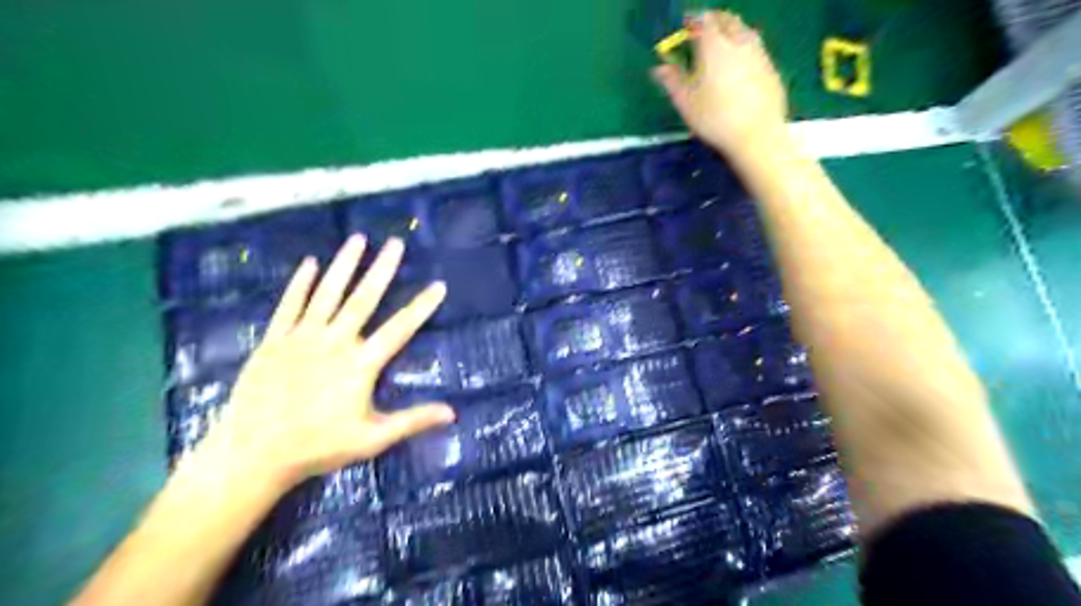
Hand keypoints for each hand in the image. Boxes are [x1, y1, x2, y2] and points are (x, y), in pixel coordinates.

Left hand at [192, 234, 453, 490]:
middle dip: (382, 270)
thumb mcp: (373, 439)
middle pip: (363, 300)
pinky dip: (300, 283)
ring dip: (344, 265)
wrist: (254, 453)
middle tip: (396, 243)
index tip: (438, 285)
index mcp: (361, 364)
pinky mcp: (275, 340)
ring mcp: (302, 338)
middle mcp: (335, 342)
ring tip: (358, 239)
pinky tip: (310, 263)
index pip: (399, 329)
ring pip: (327, 294)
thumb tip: (453, 413)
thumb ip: (413, 421)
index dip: (421, 306)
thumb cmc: (318, 447)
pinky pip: (290, 305)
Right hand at [650, 9, 787, 153]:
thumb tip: (659, 68)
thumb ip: (672, 81)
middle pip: (728, 20)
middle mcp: (739, 42)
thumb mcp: (685, 103)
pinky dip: (744, 50)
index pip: (703, 19)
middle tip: (703, 32)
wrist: (756, 135)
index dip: (693, 20)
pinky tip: (739, 67)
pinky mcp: (771, 69)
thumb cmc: (714, 119)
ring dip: (731, 33)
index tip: (685, 26)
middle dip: (714, 21)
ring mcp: (759, 53)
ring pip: (745, 32)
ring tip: (721, 47)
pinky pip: (756, 49)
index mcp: (714, 46)